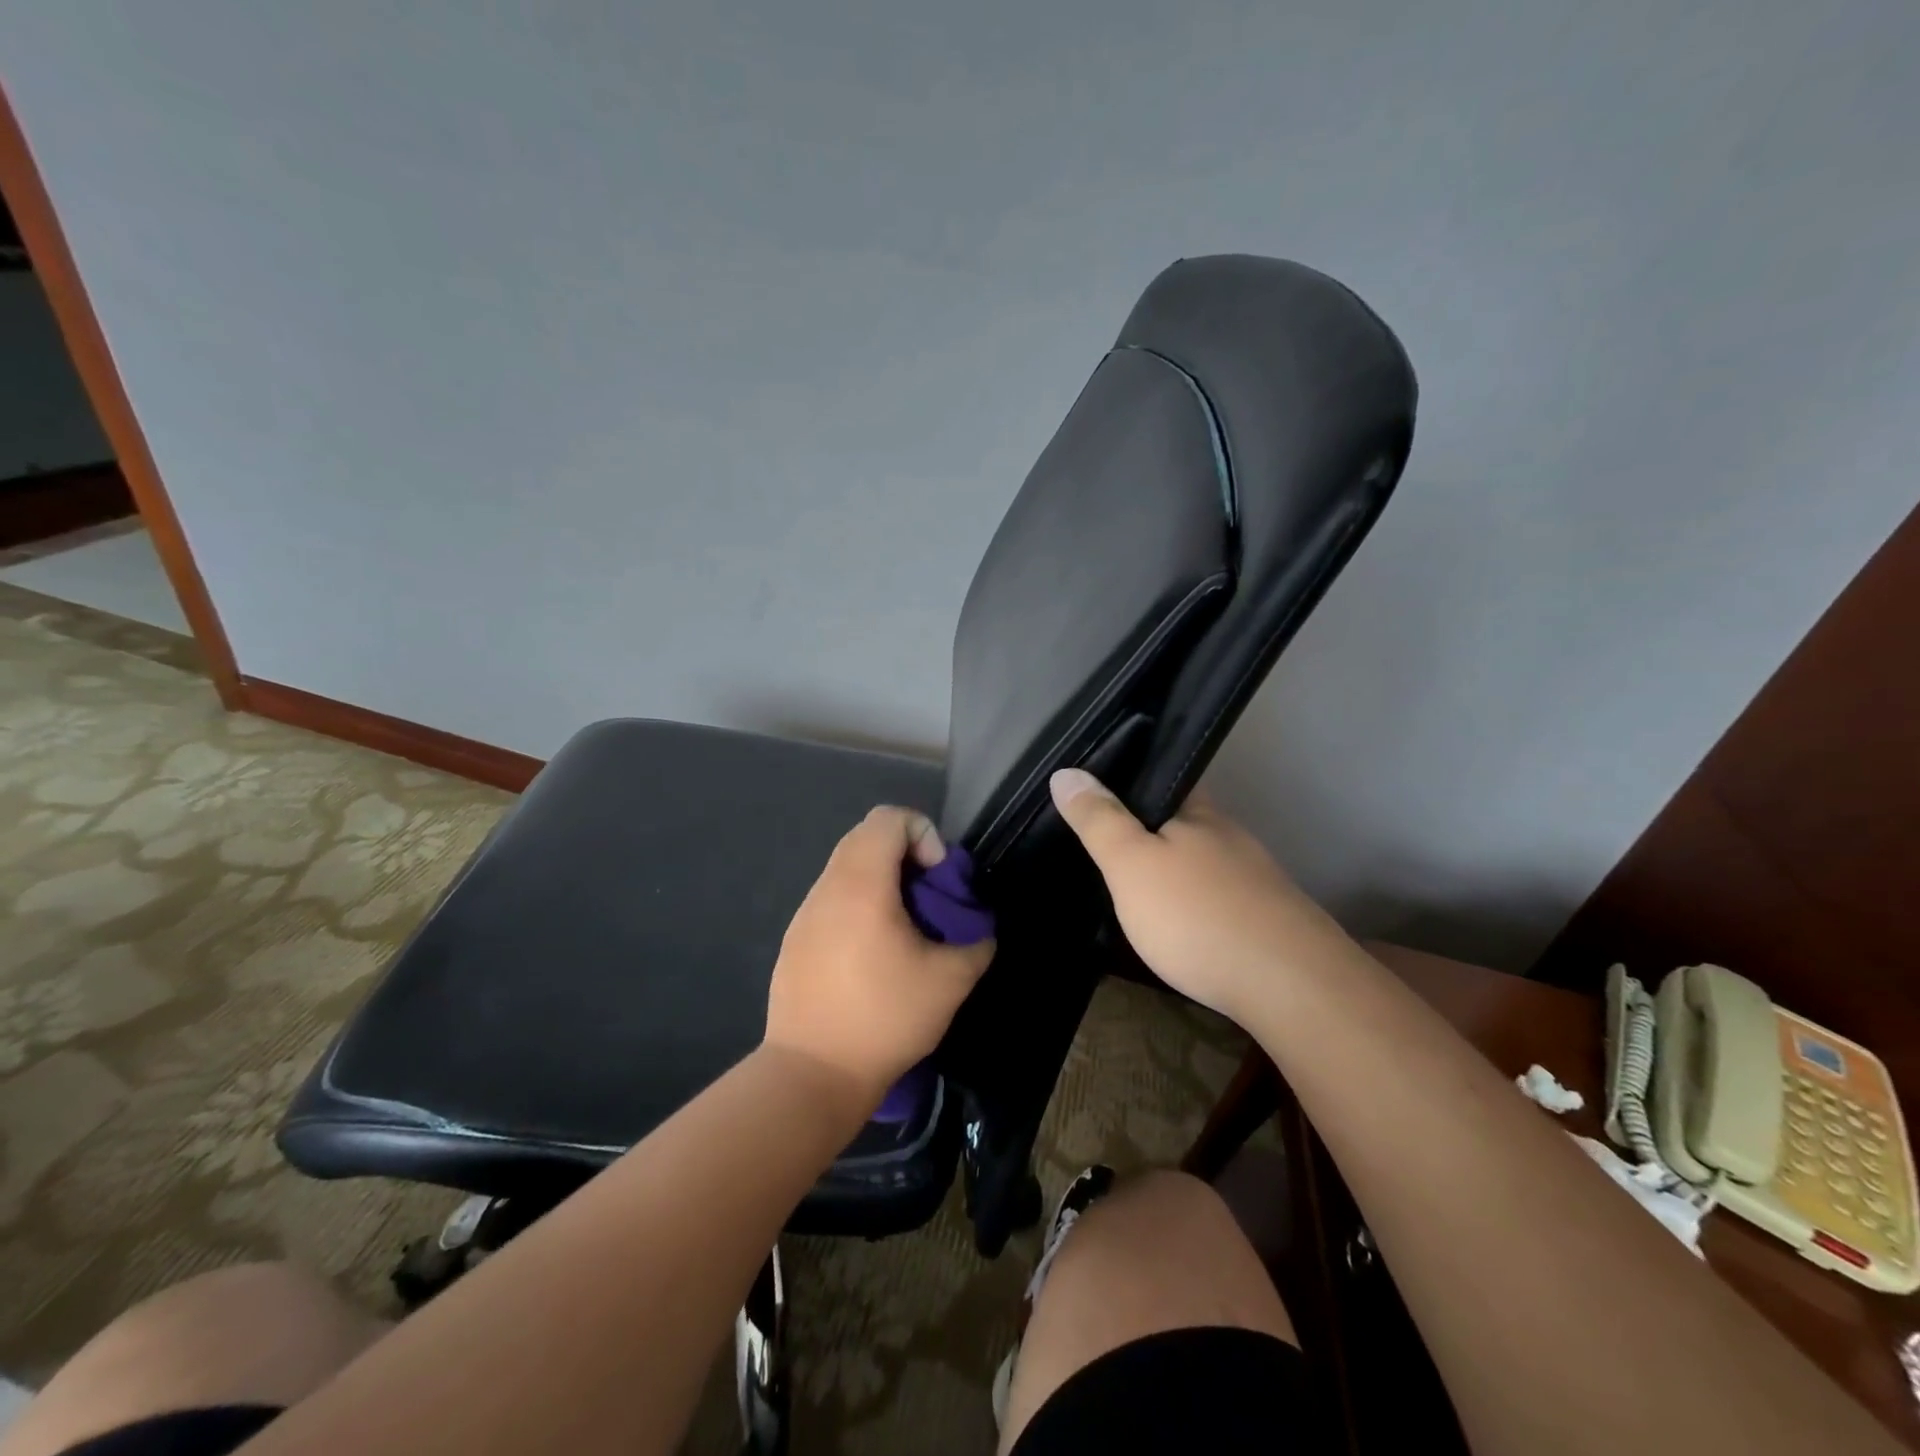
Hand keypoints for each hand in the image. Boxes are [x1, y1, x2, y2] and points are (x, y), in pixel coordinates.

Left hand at [763, 806, 994, 1115]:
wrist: (812, 1074)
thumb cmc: (884, 1019)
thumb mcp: (950, 981)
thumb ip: (976, 941)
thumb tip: (978, 929)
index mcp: (861, 885)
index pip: (889, 818)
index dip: (923, 833)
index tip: (937, 878)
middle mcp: (827, 887)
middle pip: (866, 837)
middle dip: (907, 856)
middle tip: (928, 900)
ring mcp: (805, 913)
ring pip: (848, 868)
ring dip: (883, 882)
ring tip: (905, 930)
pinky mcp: (795, 940)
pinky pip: (832, 899)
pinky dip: (860, 905)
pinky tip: (873, 955)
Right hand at [1048, 768, 1345, 1021]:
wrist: (1291, 987)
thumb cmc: (1197, 915)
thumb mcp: (1131, 864)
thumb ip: (1099, 821)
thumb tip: (1065, 771)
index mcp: (1199, 814)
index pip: (1165, 778)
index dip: (1132, 780)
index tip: (1098, 793)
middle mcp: (1231, 837)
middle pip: (1184, 821)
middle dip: (1150, 830)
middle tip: (1106, 847)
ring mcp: (1255, 879)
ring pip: (1203, 863)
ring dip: (1174, 871)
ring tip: (1135, 890)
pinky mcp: (1269, 920)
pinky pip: (1220, 899)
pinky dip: (1196, 905)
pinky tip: (1181, 927)